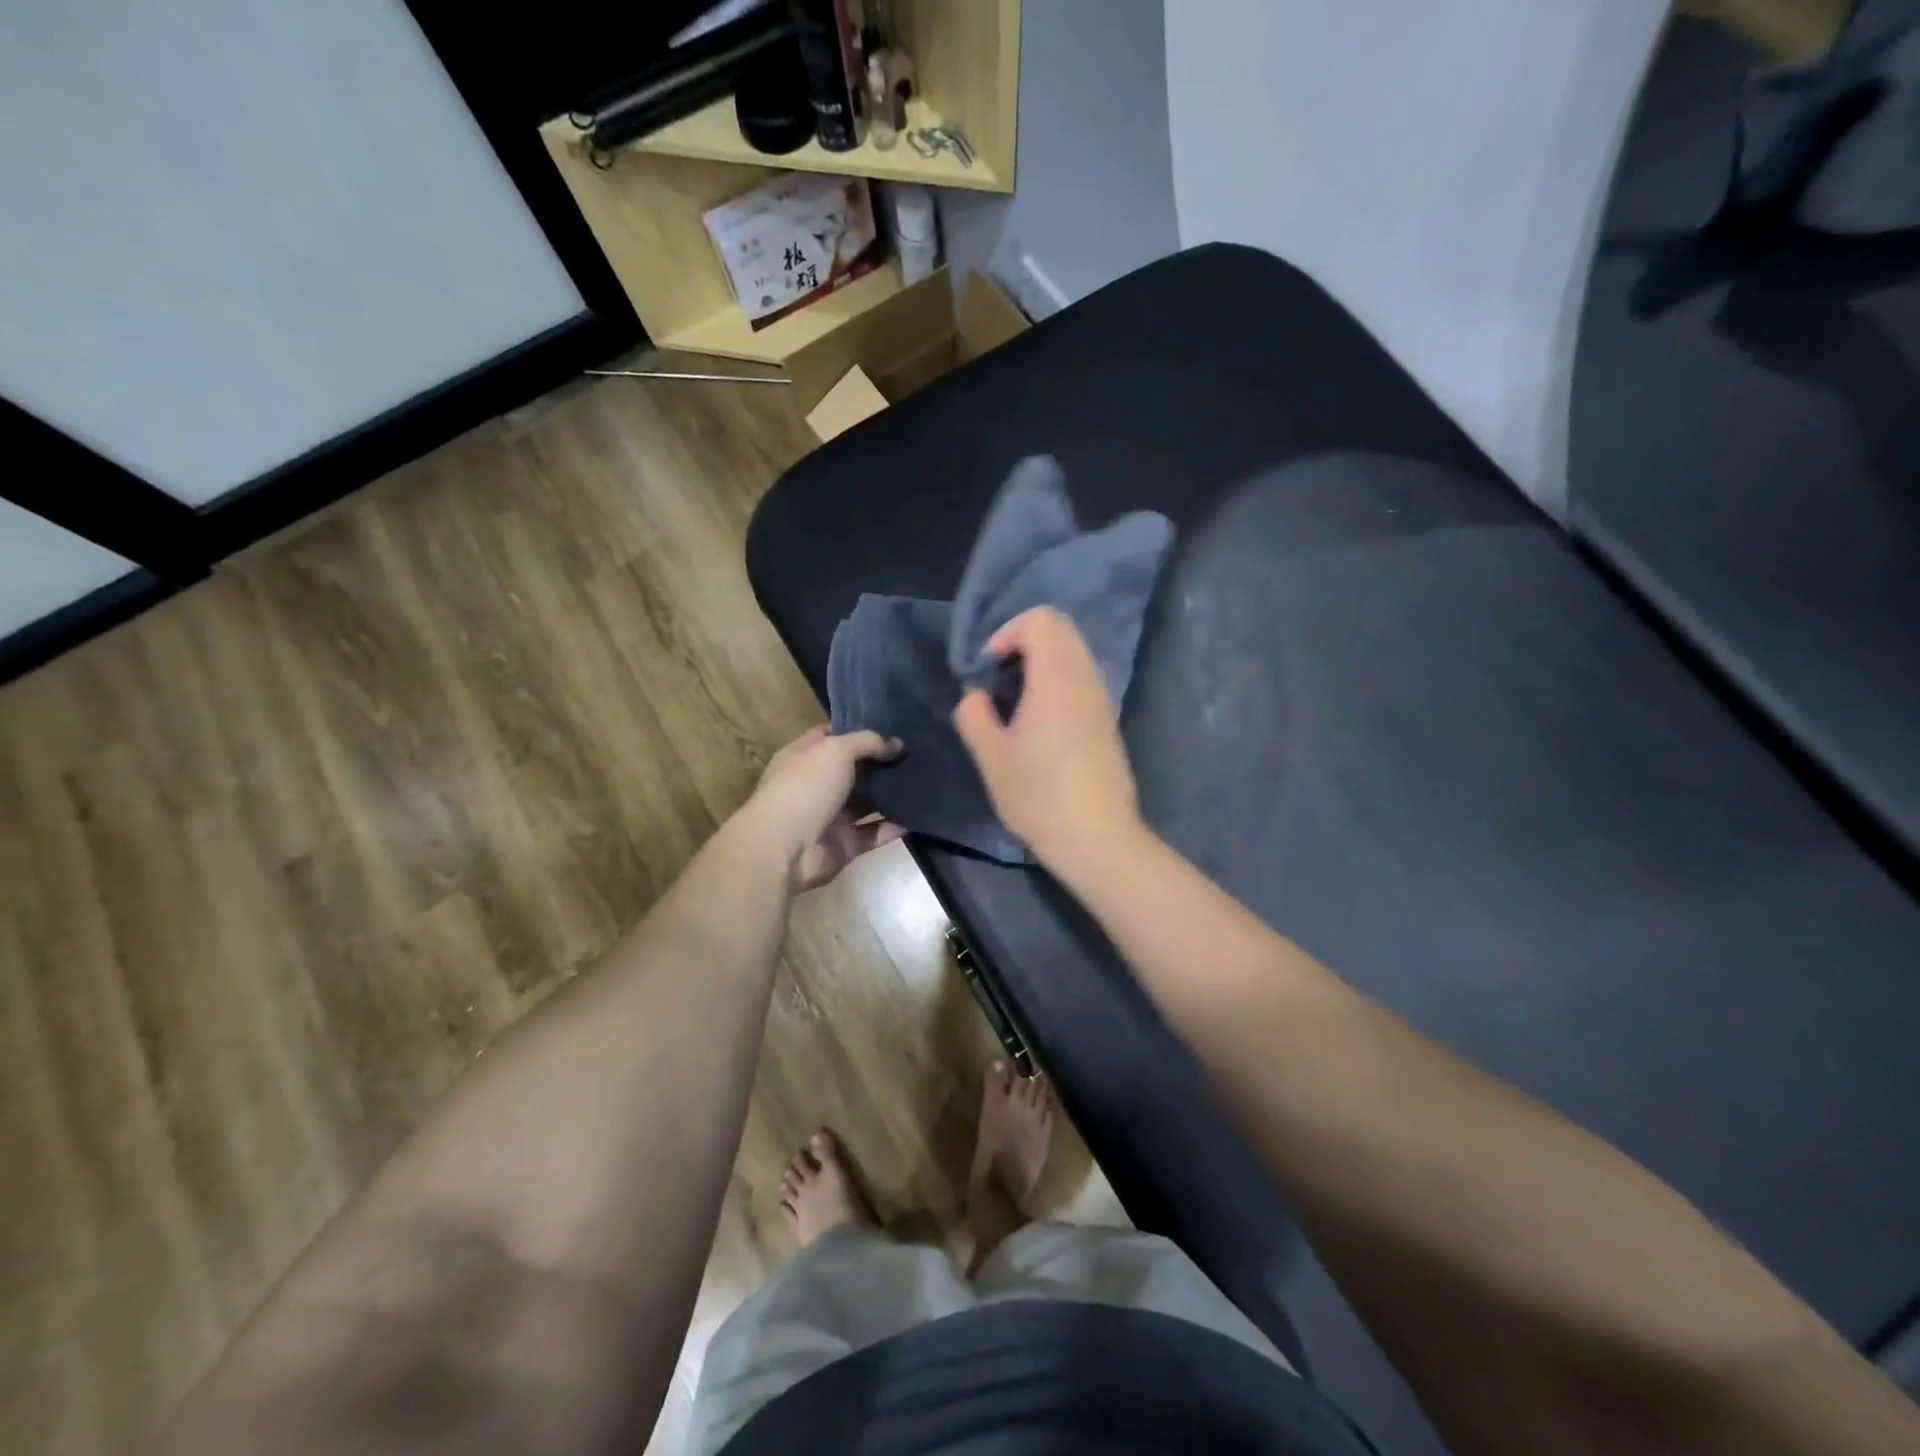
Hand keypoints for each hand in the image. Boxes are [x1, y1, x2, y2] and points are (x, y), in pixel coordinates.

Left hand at [738, 727, 906, 891]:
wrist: (785, 847)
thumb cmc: (806, 787)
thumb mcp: (836, 750)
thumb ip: (869, 742)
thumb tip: (897, 744)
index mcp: (803, 757)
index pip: (832, 737)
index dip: (858, 730)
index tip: (891, 726)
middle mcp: (815, 785)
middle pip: (853, 770)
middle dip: (881, 762)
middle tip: (915, 753)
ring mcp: (829, 816)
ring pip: (865, 802)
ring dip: (890, 794)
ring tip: (923, 782)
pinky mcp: (843, 845)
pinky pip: (873, 833)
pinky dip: (893, 826)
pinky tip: (918, 815)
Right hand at [952, 606, 1141, 870]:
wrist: (1098, 839)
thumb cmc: (1039, 796)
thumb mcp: (991, 758)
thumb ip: (974, 715)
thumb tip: (976, 696)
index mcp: (1056, 678)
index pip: (1040, 620)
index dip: (1007, 633)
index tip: (989, 671)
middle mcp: (1085, 679)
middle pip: (1060, 630)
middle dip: (1023, 644)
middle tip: (999, 682)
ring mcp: (1101, 700)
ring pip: (1073, 654)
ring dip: (1041, 664)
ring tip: (1016, 705)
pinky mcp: (1107, 721)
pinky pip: (1082, 679)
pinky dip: (1058, 683)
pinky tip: (1040, 725)